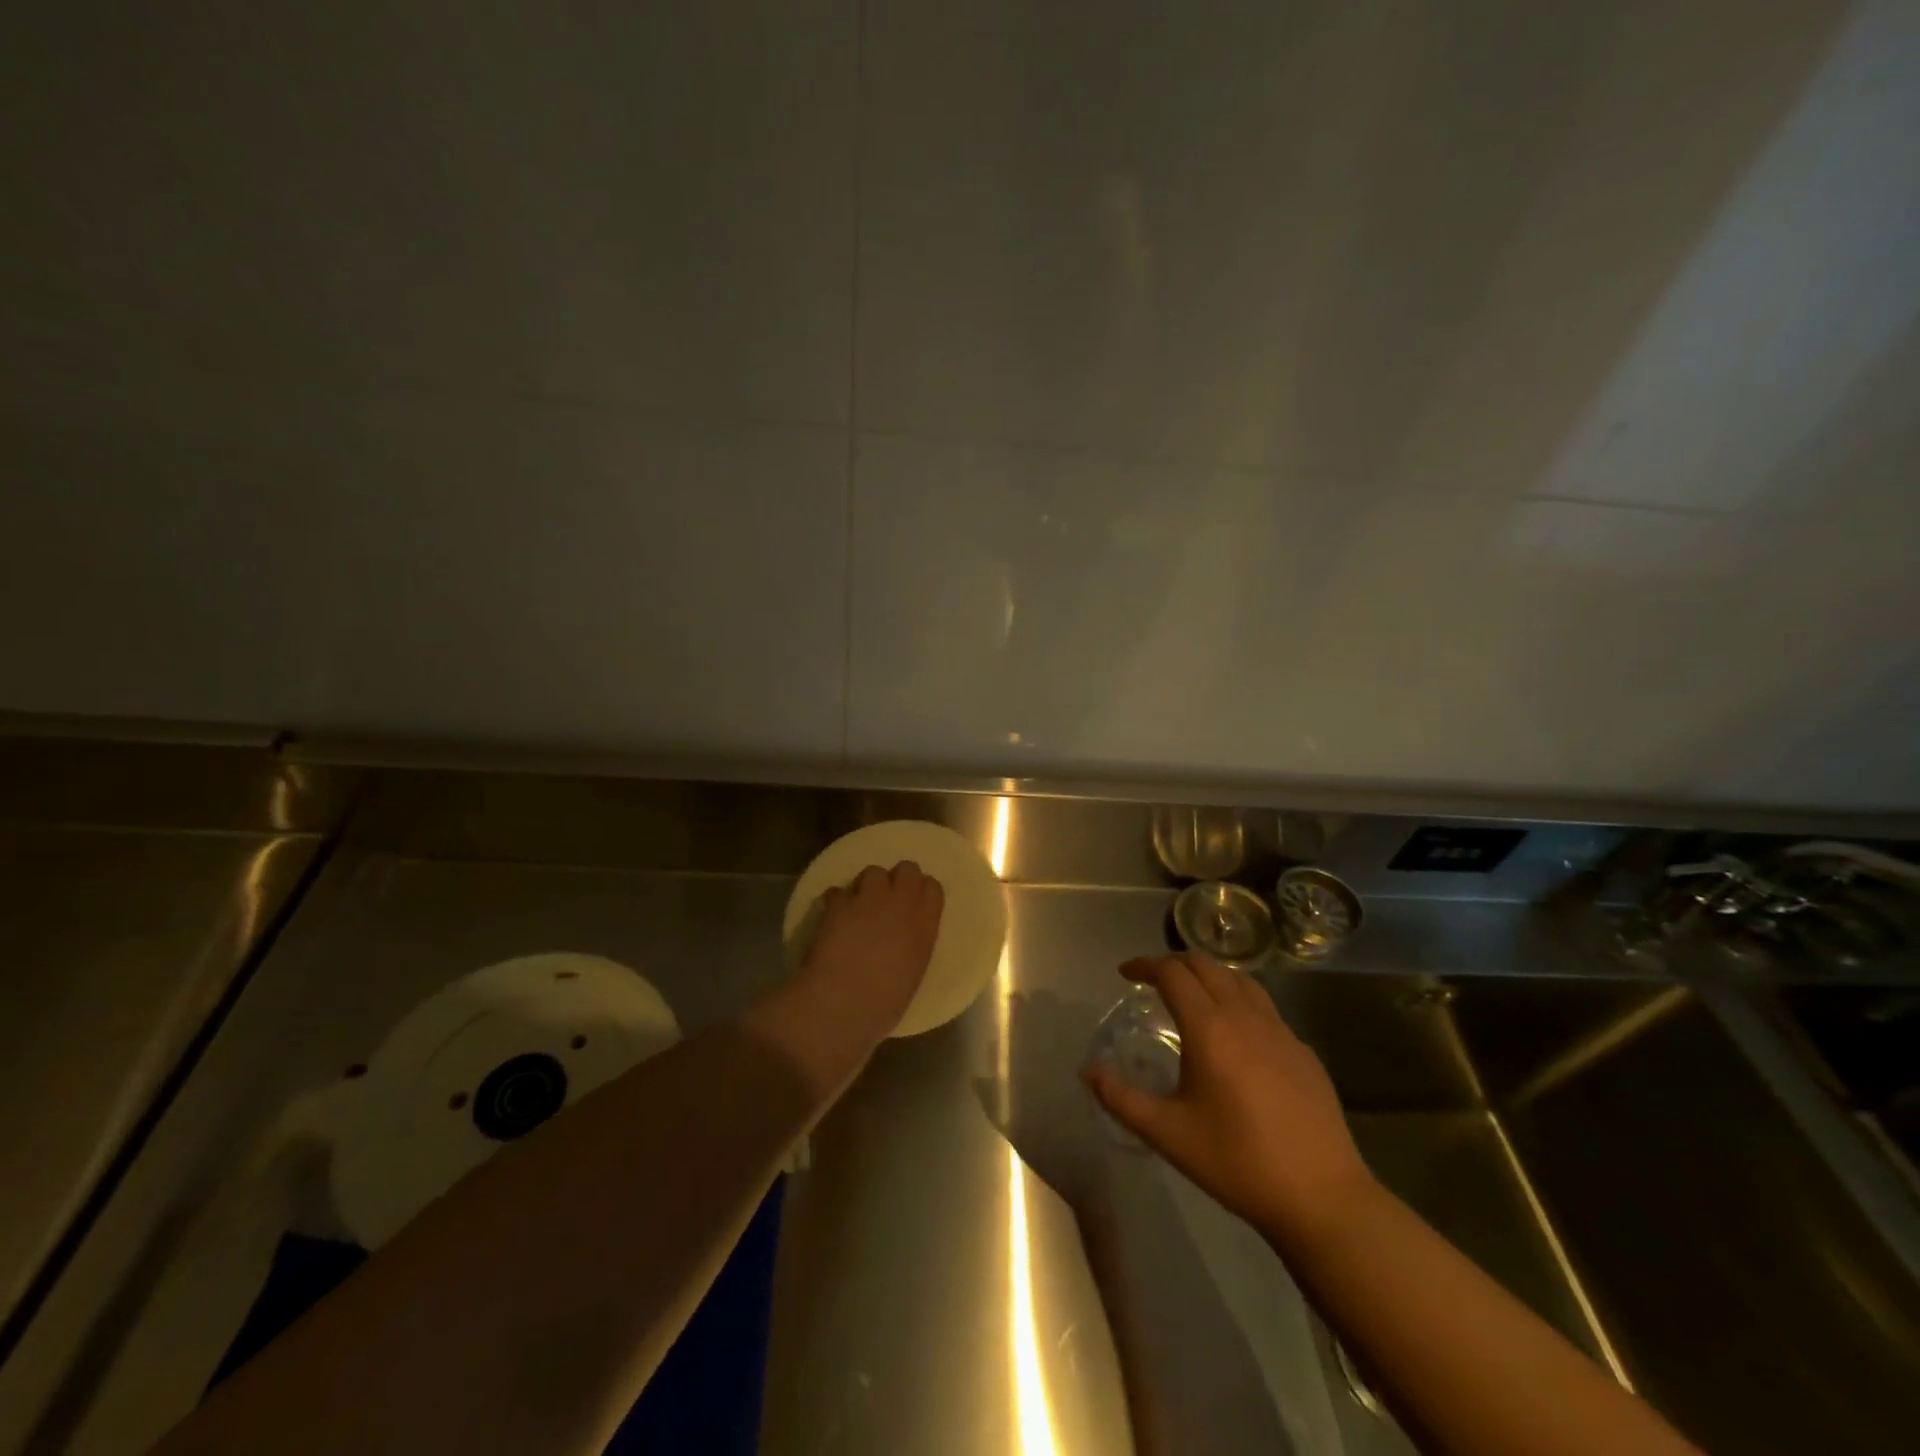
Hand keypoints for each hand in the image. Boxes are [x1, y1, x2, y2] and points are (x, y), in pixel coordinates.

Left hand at [798, 861, 944, 1036]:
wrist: (842, 1004)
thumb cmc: (884, 1004)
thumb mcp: (913, 973)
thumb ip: (912, 946)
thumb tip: (902, 941)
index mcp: (925, 926)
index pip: (933, 888)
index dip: (921, 891)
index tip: (913, 903)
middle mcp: (901, 904)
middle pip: (907, 868)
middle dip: (896, 879)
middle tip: (886, 899)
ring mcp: (869, 899)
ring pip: (872, 872)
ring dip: (866, 886)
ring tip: (857, 907)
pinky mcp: (838, 903)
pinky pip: (838, 891)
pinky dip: (835, 902)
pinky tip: (831, 918)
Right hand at [1083, 952, 1373, 1243]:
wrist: (1321, 1196)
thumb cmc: (1237, 1162)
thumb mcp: (1168, 1134)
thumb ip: (1122, 1098)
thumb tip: (1088, 1071)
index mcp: (1209, 1029)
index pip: (1172, 973)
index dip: (1144, 965)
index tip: (1125, 973)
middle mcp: (1244, 1016)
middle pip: (1206, 965)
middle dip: (1173, 962)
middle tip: (1152, 979)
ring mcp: (1280, 1030)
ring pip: (1239, 979)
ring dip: (1208, 974)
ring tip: (1191, 993)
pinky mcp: (1302, 1050)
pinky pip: (1264, 1006)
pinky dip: (1238, 999)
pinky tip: (1235, 1032)